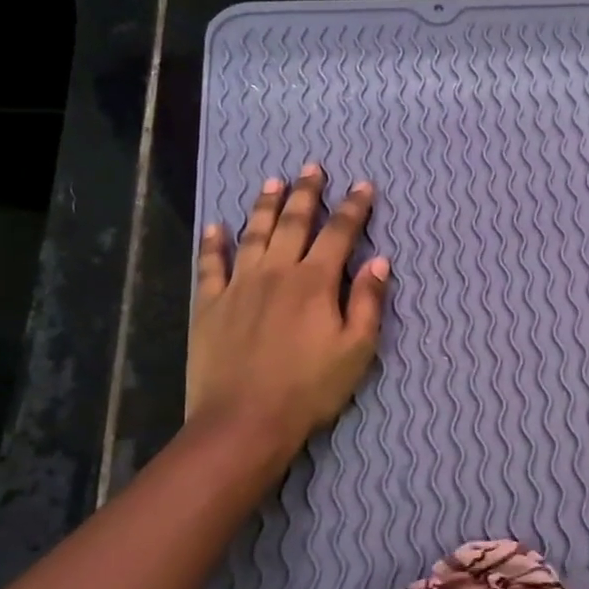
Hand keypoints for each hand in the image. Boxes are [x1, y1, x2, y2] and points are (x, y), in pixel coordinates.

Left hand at [187, 163, 387, 454]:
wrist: (245, 421)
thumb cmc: (310, 389)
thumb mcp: (356, 350)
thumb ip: (368, 302)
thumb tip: (380, 261)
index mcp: (314, 282)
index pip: (339, 234)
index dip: (353, 208)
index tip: (363, 186)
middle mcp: (276, 272)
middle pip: (293, 223)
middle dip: (306, 193)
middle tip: (312, 168)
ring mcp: (238, 286)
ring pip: (253, 234)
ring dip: (264, 205)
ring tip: (272, 181)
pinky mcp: (208, 305)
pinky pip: (210, 265)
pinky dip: (214, 243)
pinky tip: (217, 226)